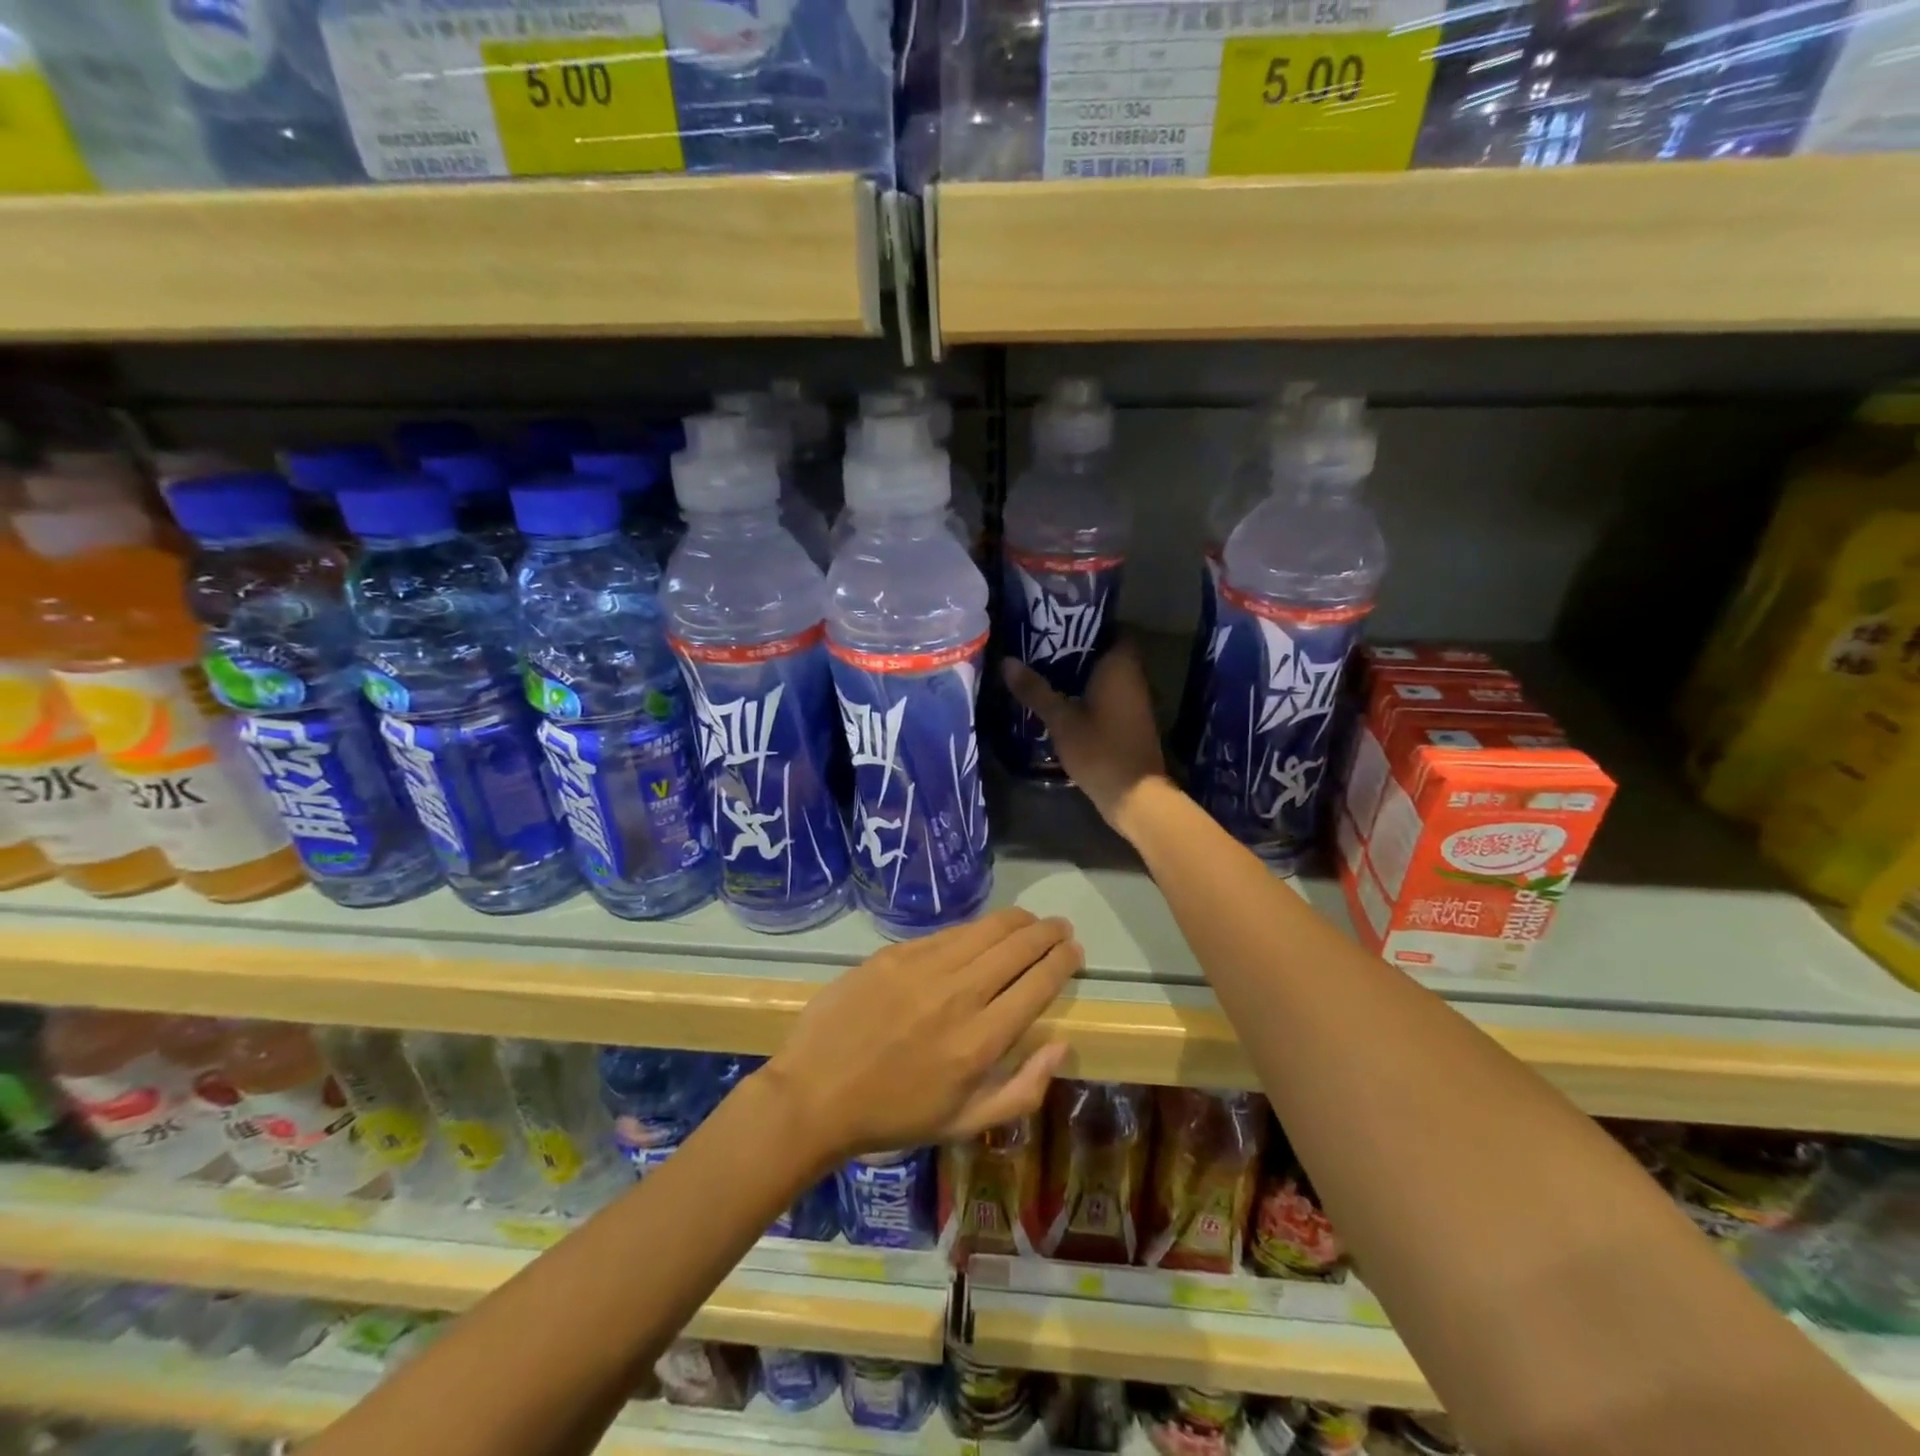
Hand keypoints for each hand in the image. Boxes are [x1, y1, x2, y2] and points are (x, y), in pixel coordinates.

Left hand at [762, 909, 1081, 1161]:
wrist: (815, 1094)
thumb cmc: (894, 1116)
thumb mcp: (965, 1124)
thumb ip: (1022, 1089)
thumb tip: (1060, 1044)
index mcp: (980, 1042)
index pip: (1037, 985)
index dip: (1062, 961)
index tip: (1074, 951)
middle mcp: (959, 996)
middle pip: (1017, 948)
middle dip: (1047, 933)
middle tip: (1060, 928)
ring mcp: (923, 969)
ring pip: (985, 930)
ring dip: (1016, 921)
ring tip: (1031, 920)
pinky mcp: (894, 954)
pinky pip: (947, 933)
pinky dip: (973, 929)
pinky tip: (981, 930)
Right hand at [1003, 637, 1171, 838]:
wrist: (1134, 795)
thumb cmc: (1099, 749)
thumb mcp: (1061, 719)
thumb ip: (1035, 690)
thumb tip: (1007, 662)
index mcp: (1120, 666)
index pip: (1114, 627)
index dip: (1091, 621)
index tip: (1062, 620)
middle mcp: (1133, 677)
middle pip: (1108, 650)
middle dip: (1080, 646)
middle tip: (1044, 643)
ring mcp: (1135, 700)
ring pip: (1108, 674)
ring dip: (1083, 671)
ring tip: (1046, 667)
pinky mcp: (1130, 720)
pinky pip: (1110, 694)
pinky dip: (1090, 691)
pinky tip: (1063, 697)